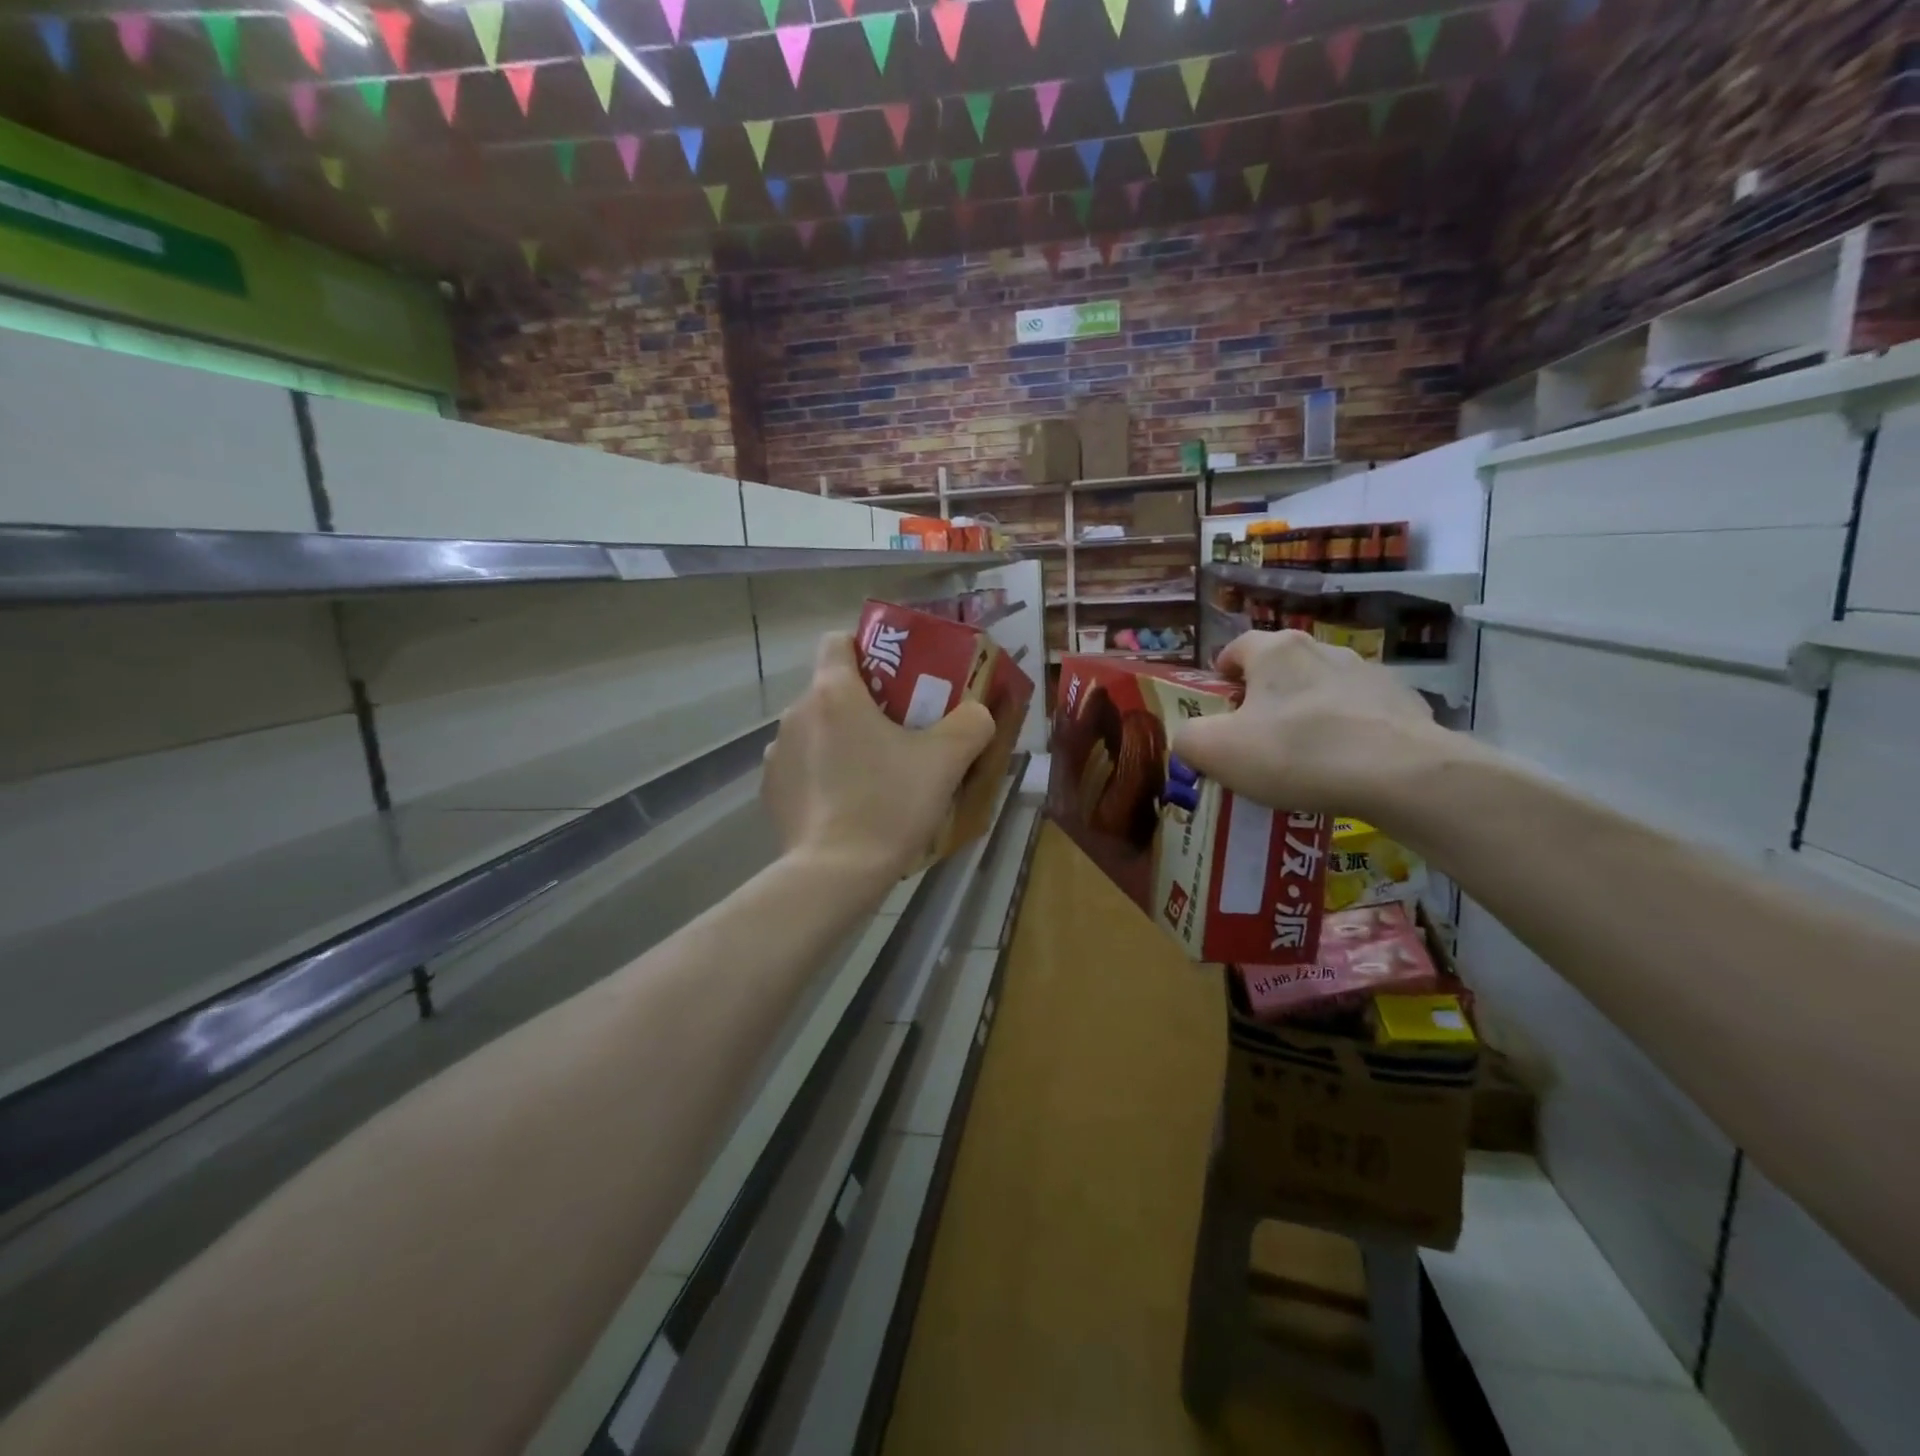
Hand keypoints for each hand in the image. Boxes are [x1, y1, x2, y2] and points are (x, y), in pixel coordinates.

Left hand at [763, 632, 996, 880]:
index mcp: (834, 692)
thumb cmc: (889, 804)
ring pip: (816, 730)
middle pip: (831, 690)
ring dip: (841, 740)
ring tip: (874, 773)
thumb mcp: (946, 761)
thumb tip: (977, 713)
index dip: (866, 649)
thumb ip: (971, 724)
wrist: (835, 875)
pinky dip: (823, 774)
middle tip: (900, 731)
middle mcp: (796, 713)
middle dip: (863, 703)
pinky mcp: (770, 791)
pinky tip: (847, 804)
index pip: (837, 641)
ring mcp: (776, 754)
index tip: (893, 675)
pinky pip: (802, 767)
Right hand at [1171, 630, 1445, 818]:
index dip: (1221, 674)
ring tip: (1303, 758)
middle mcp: (1322, 650)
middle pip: (1281, 668)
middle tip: (1255, 738)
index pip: (1237, 647)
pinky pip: (1363, 715)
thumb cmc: (1295, 753)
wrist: (1401, 774)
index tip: (1219, 705)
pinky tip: (1345, 768)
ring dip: (1308, 713)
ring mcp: (1370, 674)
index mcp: (1275, 652)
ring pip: (1323, 690)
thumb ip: (1189, 739)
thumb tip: (1190, 739)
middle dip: (1265, 698)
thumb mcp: (1216, 751)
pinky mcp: (1405, 704)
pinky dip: (1349, 733)